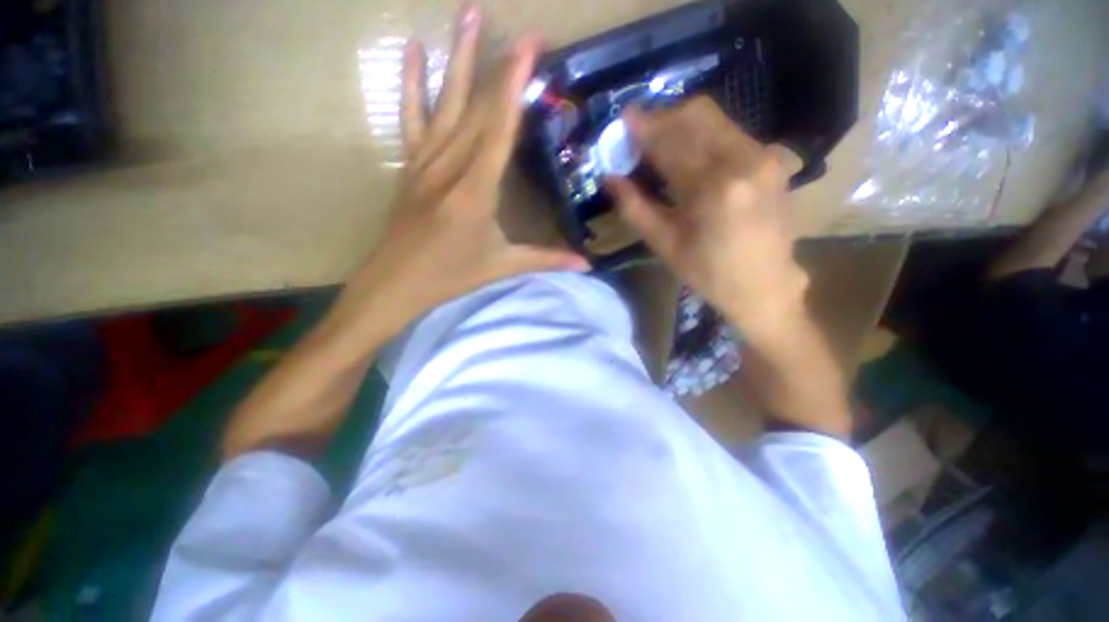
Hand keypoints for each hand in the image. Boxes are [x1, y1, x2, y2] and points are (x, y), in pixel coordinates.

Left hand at [347, 6, 586, 339]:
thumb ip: (546, 259)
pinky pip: (410, 118)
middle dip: (498, 65)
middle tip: (519, 29)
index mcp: (477, 190)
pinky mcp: (410, 165)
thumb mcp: (503, 265)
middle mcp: (450, 166)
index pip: (500, 128)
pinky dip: (411, 84)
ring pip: (444, 102)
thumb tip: (586, 265)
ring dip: (457, 57)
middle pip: (476, 107)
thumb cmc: (452, 274)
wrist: (397, 281)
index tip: (529, 45)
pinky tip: (413, 52)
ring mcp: (425, 161)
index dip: (514, 85)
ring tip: (466, 14)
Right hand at [606, 97, 806, 337]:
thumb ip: (635, 208)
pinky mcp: (773, 158)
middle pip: (696, 115)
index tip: (623, 119)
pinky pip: (730, 131)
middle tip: (638, 134)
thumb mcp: (664, 245)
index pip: (671, 142)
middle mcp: (744, 160)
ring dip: (681, 124)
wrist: (765, 285)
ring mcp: (764, 155)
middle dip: (661, 117)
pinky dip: (703, 134)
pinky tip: (689, 154)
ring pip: (715, 118)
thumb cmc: (708, 273)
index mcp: (713, 189)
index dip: (643, 127)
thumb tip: (611, 179)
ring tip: (659, 144)